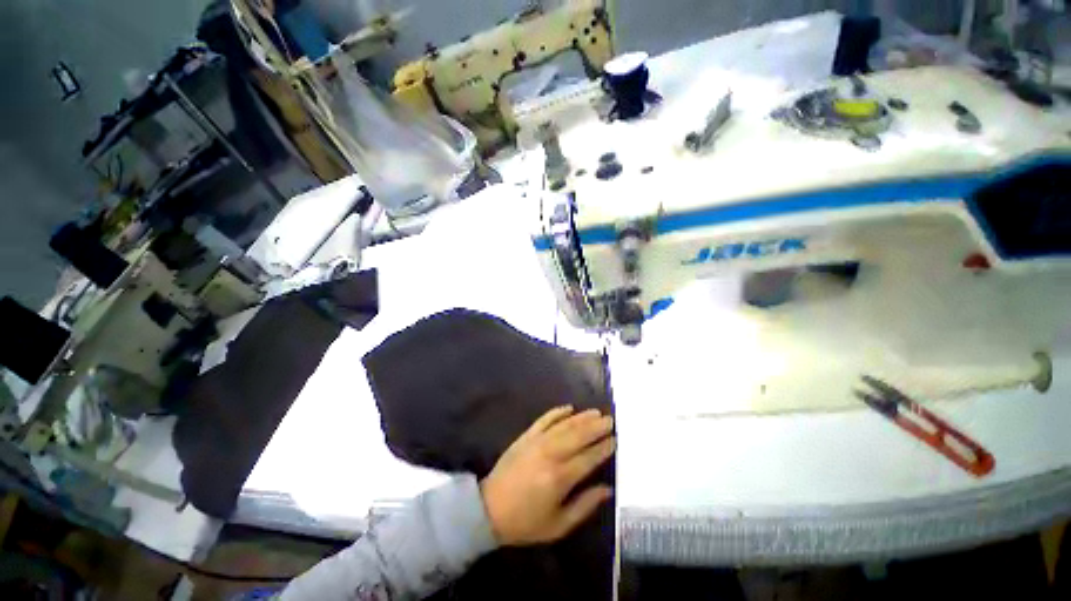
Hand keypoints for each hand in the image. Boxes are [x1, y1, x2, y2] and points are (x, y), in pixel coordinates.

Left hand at [480, 406, 615, 545]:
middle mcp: (550, 454)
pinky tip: (568, 407)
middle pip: (578, 436)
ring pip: (564, 425)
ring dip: (581, 417)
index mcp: (560, 478)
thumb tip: (607, 489)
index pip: (588, 458)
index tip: (615, 439)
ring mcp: (537, 442)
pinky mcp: (526, 436)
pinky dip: (557, 412)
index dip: (603, 448)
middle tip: (610, 420)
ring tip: (596, 412)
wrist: (489, 509)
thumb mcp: (559, 525)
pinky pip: (544, 419)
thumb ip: (585, 505)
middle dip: (596, 427)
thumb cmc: (526, 522)